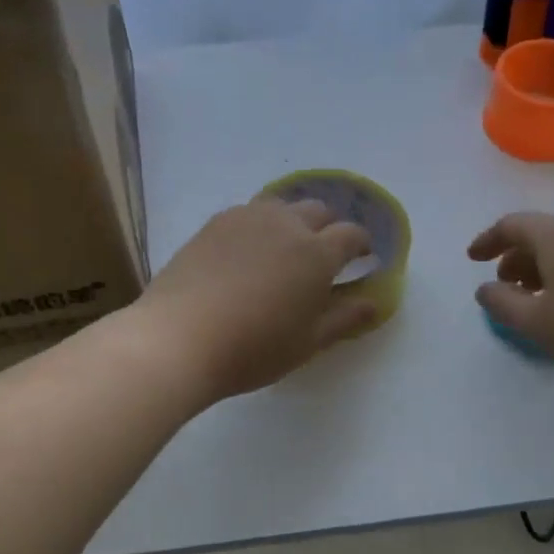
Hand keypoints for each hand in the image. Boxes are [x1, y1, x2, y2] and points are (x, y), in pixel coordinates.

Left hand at [137, 197, 375, 401]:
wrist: (179, 338)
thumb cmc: (253, 348)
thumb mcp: (308, 342)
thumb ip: (345, 317)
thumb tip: (375, 302)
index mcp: (317, 252)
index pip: (352, 234)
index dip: (362, 243)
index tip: (363, 257)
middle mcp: (286, 224)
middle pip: (319, 210)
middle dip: (330, 227)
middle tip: (326, 254)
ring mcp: (247, 218)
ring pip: (282, 205)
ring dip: (294, 219)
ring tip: (286, 246)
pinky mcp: (215, 223)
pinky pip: (249, 211)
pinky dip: (261, 224)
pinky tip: (249, 249)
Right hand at [468, 212, 553, 398]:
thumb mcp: (539, 323)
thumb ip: (503, 304)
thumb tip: (486, 289)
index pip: (512, 225)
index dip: (487, 241)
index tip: (472, 259)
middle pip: (543, 233)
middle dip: (517, 257)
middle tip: (504, 285)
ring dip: (545, 267)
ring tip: (537, 298)